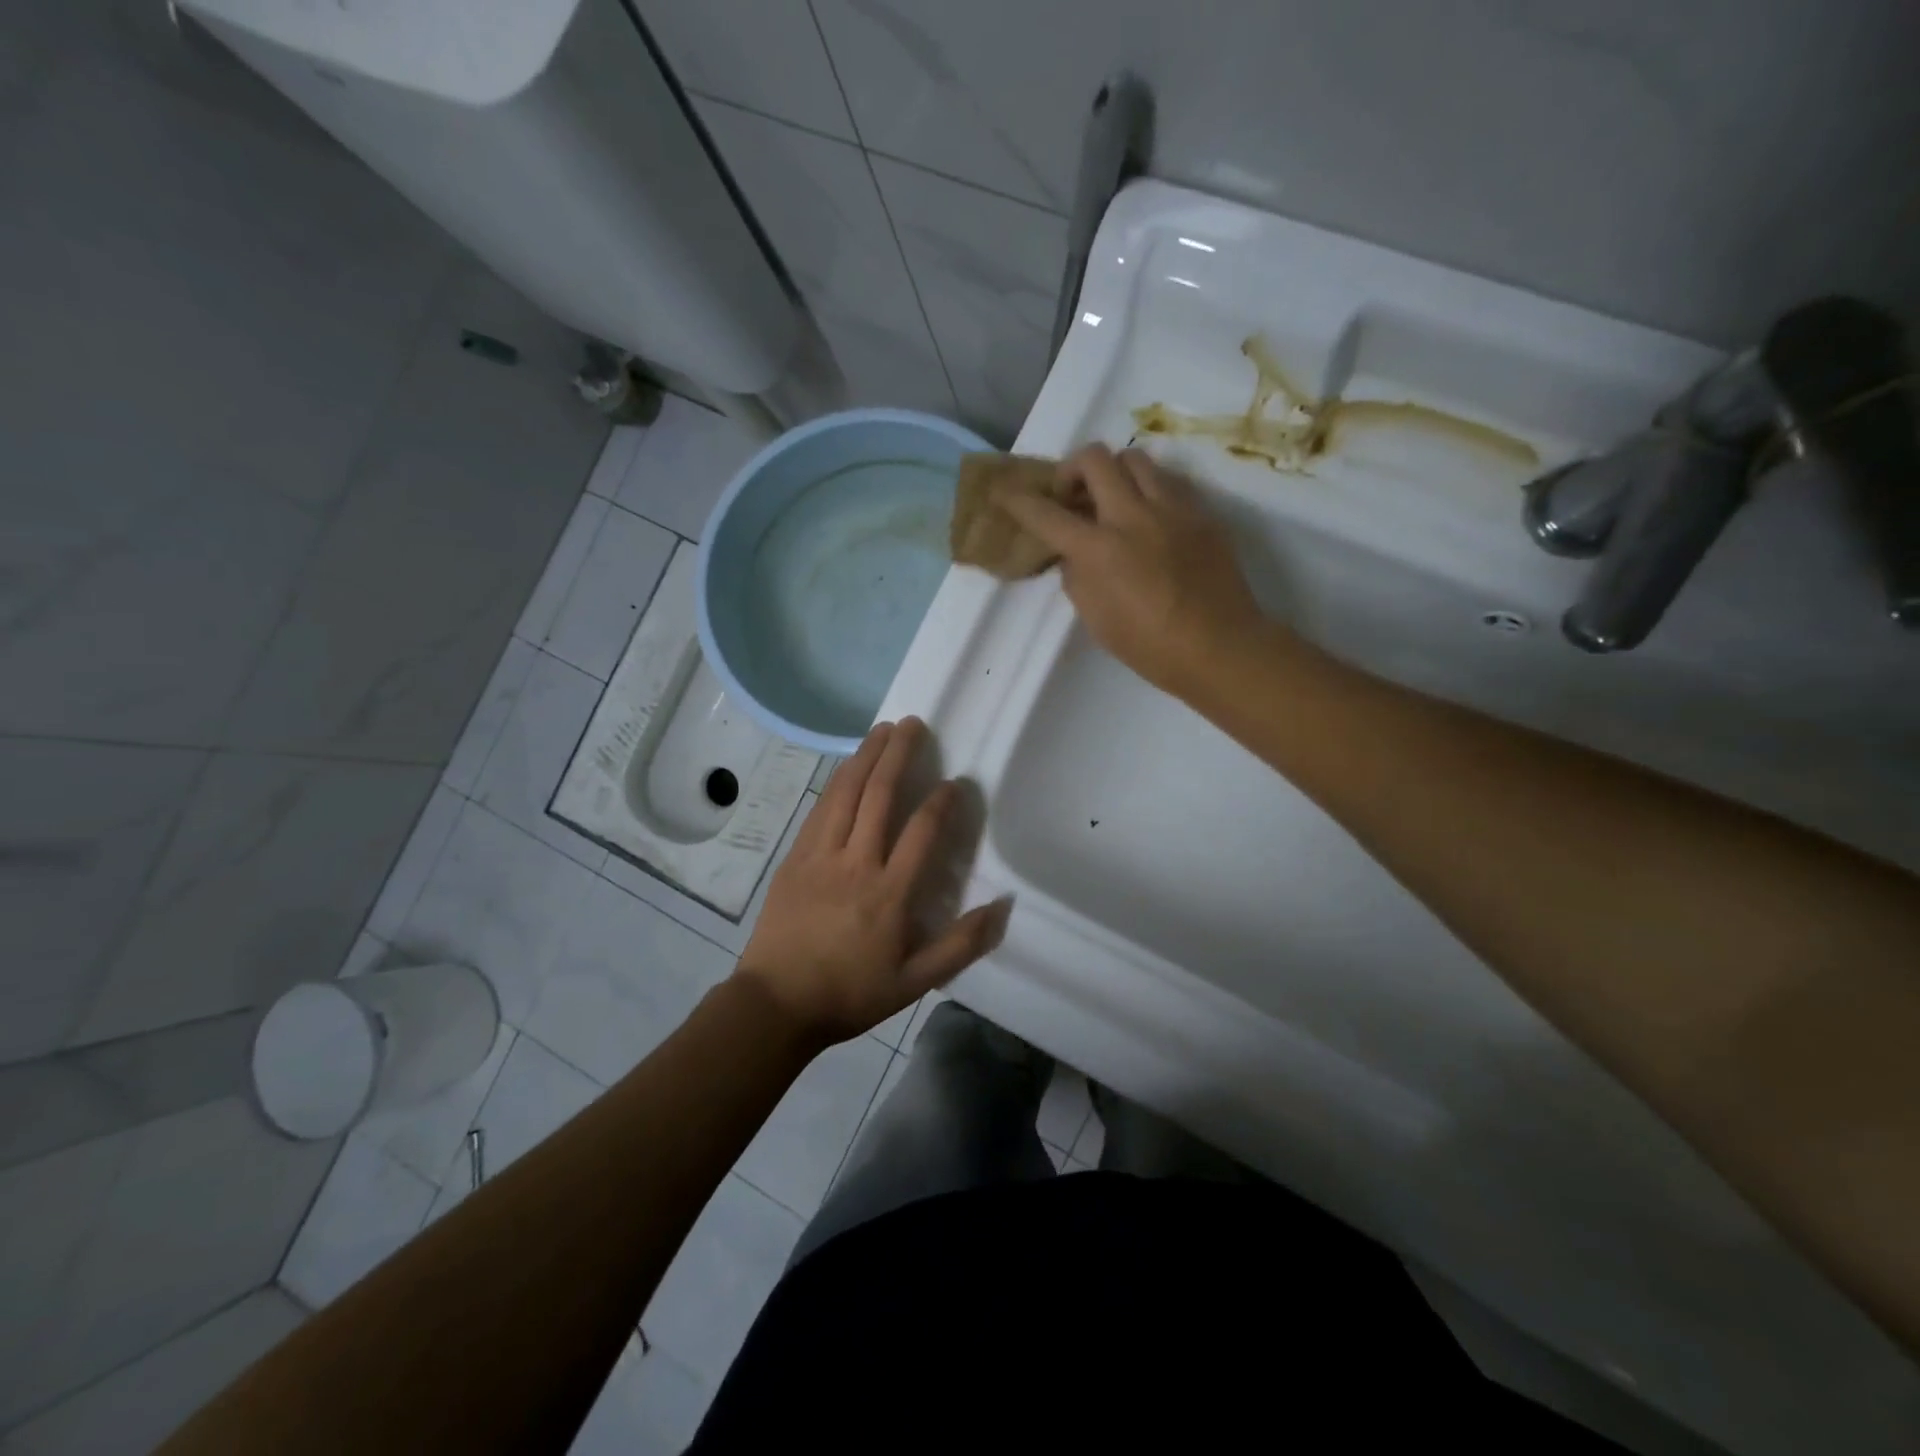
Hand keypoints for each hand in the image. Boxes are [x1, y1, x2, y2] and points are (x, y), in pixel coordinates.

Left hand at [734, 719, 1010, 1045]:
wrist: (776, 1004)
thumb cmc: (850, 994)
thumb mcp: (915, 982)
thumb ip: (961, 944)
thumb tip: (1003, 906)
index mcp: (889, 893)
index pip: (921, 831)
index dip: (941, 801)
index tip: (955, 781)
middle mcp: (855, 863)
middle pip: (878, 796)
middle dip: (898, 755)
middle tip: (913, 724)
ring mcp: (820, 856)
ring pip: (845, 794)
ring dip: (865, 757)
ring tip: (881, 730)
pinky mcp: (795, 858)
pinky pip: (819, 809)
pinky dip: (836, 782)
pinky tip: (846, 767)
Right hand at [999, 445, 1269, 695]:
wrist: (1220, 647)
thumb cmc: (1150, 647)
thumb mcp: (1096, 620)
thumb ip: (1077, 579)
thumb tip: (1073, 555)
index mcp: (1100, 550)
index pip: (1048, 514)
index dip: (1019, 501)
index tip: (1005, 493)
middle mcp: (1133, 516)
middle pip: (1094, 458)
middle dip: (1071, 469)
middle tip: (1072, 495)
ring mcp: (1172, 509)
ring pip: (1135, 459)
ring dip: (1114, 473)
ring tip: (1114, 500)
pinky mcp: (1202, 513)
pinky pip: (1169, 482)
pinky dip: (1149, 489)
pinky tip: (1150, 518)